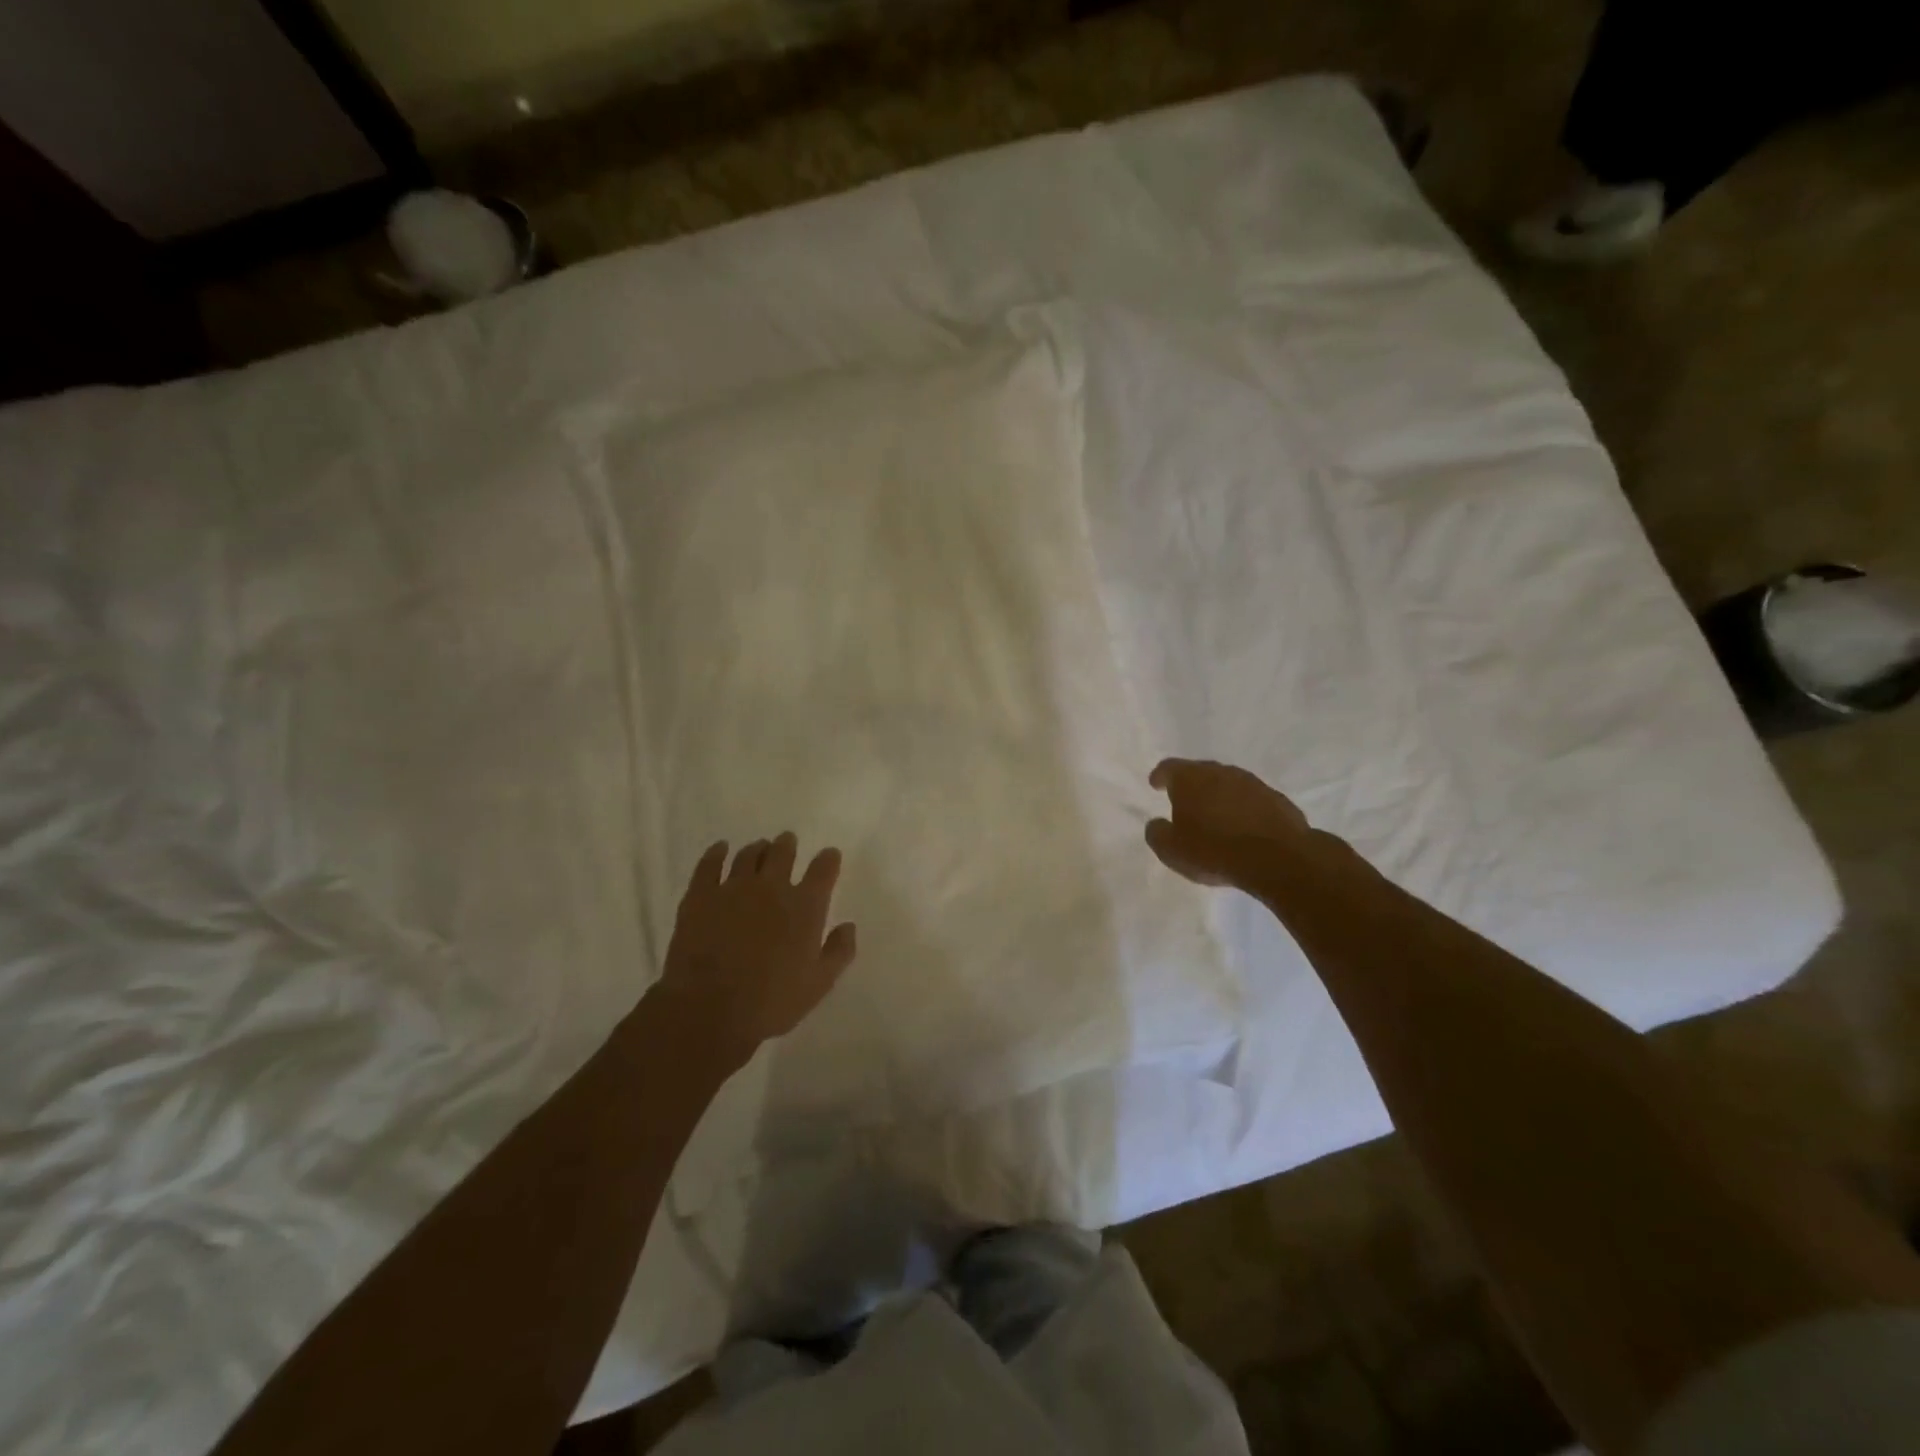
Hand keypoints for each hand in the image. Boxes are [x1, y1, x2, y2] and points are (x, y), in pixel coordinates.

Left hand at [655, 834, 856, 1066]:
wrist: (708, 1009)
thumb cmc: (771, 1002)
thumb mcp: (819, 984)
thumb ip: (839, 952)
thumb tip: (848, 926)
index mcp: (805, 907)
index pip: (823, 870)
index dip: (828, 859)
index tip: (830, 855)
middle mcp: (772, 888)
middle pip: (783, 853)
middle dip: (788, 845)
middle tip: (788, 841)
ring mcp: (733, 888)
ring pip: (748, 855)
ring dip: (758, 849)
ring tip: (760, 848)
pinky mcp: (700, 896)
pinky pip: (709, 864)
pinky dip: (716, 853)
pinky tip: (720, 849)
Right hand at [1145, 758, 1311, 889]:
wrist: (1277, 859)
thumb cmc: (1213, 850)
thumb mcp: (1171, 850)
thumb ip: (1157, 833)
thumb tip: (1157, 824)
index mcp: (1190, 778)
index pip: (1169, 768)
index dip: (1160, 776)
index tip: (1155, 784)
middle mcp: (1220, 772)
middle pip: (1200, 772)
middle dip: (1191, 786)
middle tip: (1185, 802)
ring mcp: (1252, 783)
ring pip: (1228, 784)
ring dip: (1219, 796)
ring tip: (1215, 817)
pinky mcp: (1277, 799)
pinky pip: (1253, 800)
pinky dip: (1244, 809)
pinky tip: (1243, 828)